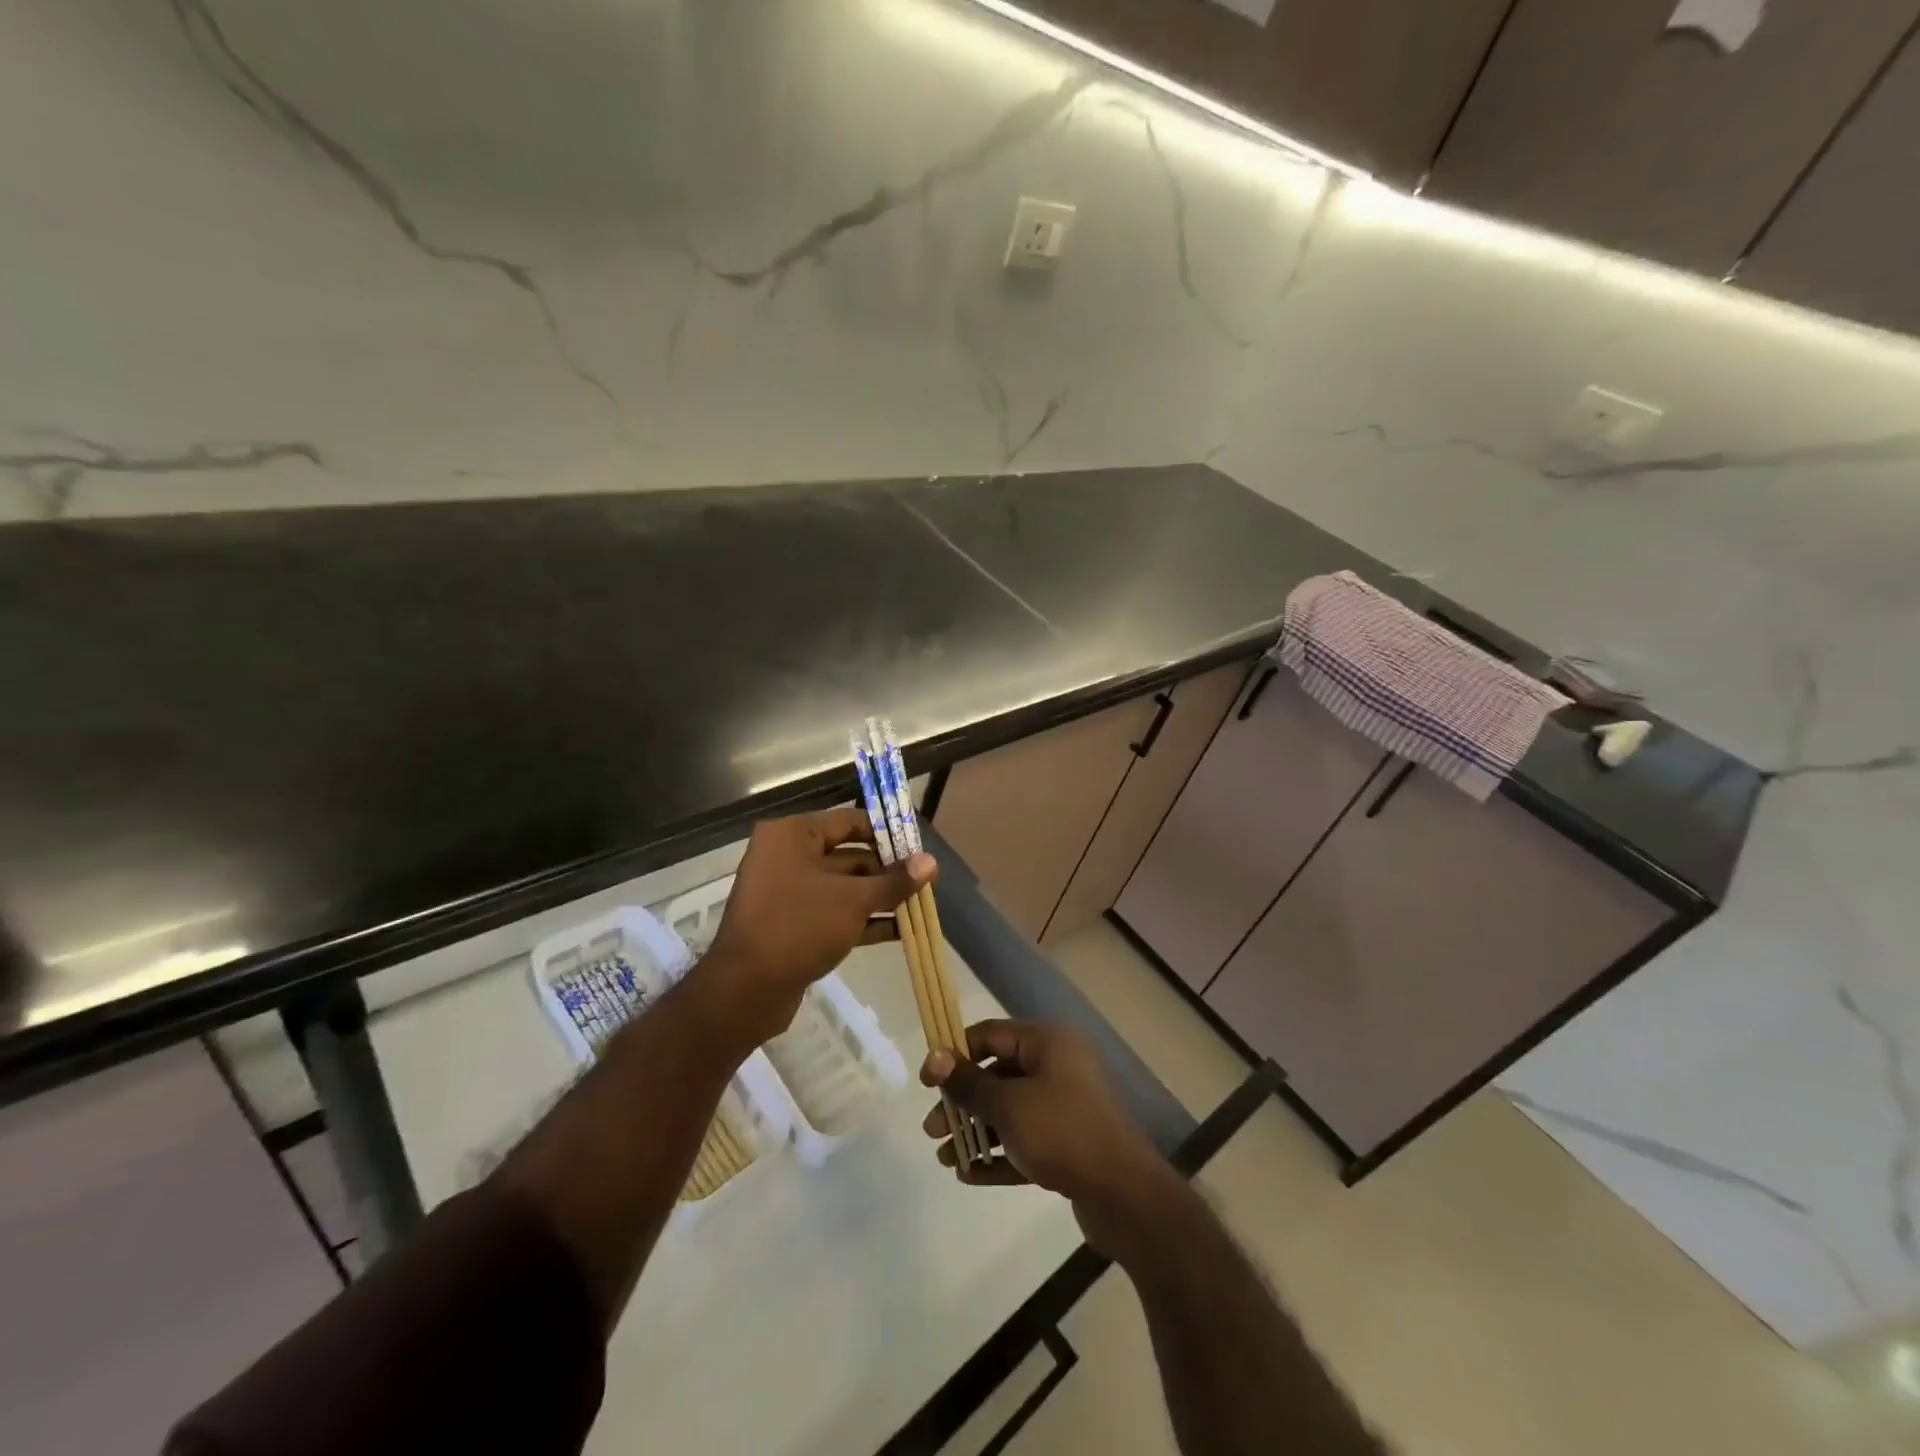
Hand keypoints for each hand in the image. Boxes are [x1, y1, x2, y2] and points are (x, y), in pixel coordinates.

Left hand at [693, 809, 933, 1057]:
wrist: (745, 991)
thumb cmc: (798, 927)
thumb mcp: (853, 901)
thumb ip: (894, 881)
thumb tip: (931, 862)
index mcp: (793, 834)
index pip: (850, 821)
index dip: (887, 833)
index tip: (920, 848)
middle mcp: (787, 855)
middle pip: (849, 854)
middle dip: (888, 871)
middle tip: (926, 882)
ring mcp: (788, 891)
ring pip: (844, 886)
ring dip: (880, 897)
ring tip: (921, 906)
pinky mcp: (792, 924)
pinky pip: (834, 912)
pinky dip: (863, 919)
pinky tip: (900, 930)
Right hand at [922, 1020, 1176, 1255]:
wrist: (1124, 1195)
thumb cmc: (1062, 1132)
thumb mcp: (1008, 1105)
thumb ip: (969, 1083)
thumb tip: (935, 1057)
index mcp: (1048, 1042)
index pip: (991, 1035)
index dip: (955, 1054)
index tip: (927, 1083)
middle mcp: (1058, 1066)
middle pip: (998, 1075)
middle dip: (962, 1101)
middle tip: (932, 1129)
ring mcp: (1065, 1106)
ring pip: (1010, 1111)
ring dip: (976, 1131)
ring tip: (945, 1157)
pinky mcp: (1069, 1144)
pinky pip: (1025, 1140)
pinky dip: (999, 1153)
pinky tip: (968, 1174)